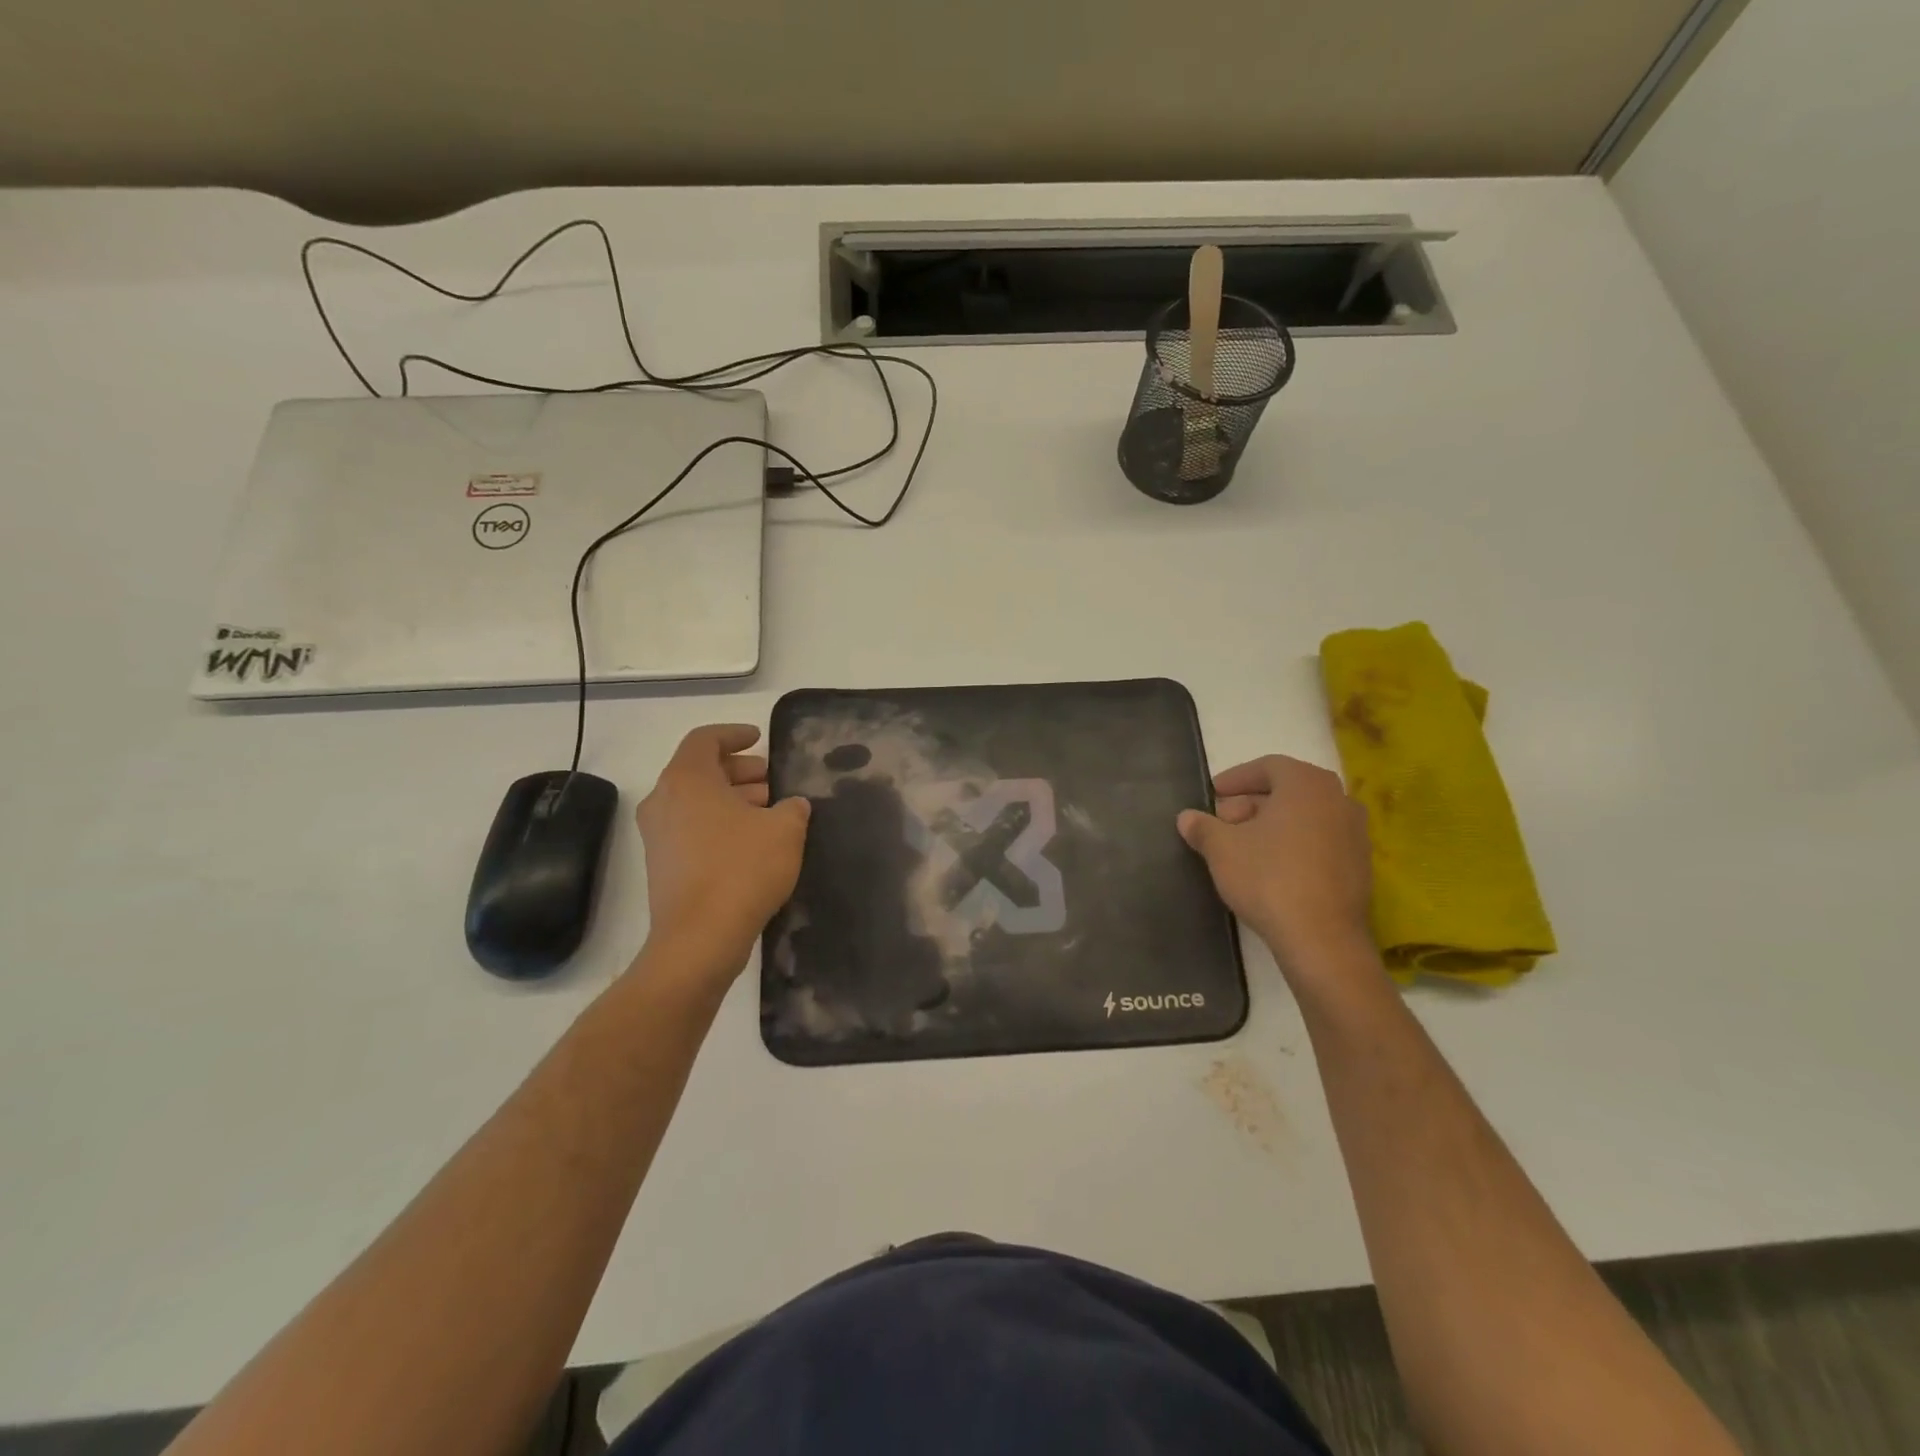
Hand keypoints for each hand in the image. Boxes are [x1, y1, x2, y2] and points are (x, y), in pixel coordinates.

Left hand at [635, 724, 809, 973]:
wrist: (699, 938)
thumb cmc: (742, 869)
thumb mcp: (785, 830)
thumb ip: (792, 808)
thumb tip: (792, 805)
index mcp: (687, 779)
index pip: (705, 739)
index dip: (734, 734)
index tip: (759, 738)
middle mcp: (664, 801)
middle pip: (700, 770)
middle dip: (739, 770)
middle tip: (772, 780)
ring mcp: (658, 835)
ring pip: (697, 801)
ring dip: (732, 799)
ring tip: (770, 811)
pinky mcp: (662, 865)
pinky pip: (692, 828)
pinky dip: (720, 823)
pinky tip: (754, 841)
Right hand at [1177, 755, 1374, 976]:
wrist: (1321, 938)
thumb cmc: (1268, 878)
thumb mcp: (1221, 849)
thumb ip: (1202, 827)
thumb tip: (1187, 818)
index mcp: (1306, 784)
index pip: (1268, 766)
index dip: (1237, 778)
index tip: (1214, 794)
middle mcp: (1338, 799)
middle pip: (1288, 790)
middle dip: (1252, 803)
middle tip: (1224, 822)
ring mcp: (1355, 833)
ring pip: (1306, 816)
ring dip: (1274, 824)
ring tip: (1244, 847)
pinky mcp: (1360, 865)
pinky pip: (1321, 841)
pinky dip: (1295, 844)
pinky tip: (1272, 868)